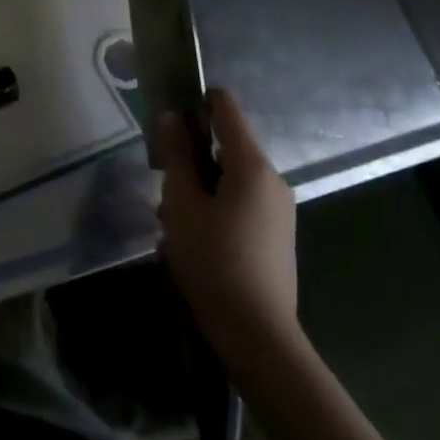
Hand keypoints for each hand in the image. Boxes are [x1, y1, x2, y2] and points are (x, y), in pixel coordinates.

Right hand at [156, 89, 300, 352]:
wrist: (258, 337)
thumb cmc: (214, 261)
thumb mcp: (182, 203)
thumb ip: (176, 155)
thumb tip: (172, 117)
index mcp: (252, 165)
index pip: (226, 108)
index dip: (196, 101)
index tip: (168, 116)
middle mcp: (272, 180)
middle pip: (226, 145)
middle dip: (191, 155)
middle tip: (161, 181)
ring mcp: (278, 210)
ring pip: (230, 178)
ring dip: (199, 186)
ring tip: (171, 218)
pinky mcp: (276, 236)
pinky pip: (240, 203)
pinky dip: (215, 207)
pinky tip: (192, 239)